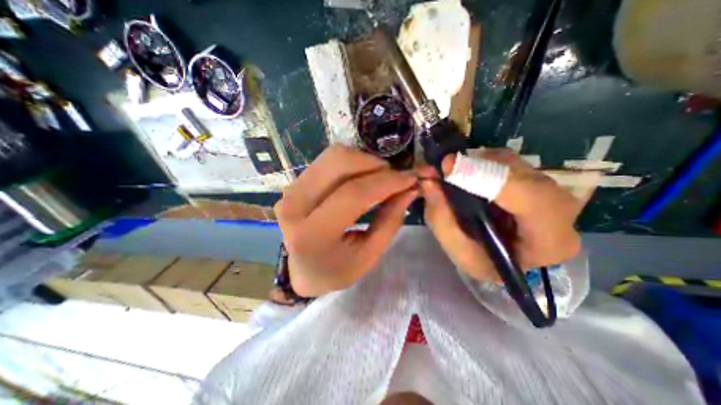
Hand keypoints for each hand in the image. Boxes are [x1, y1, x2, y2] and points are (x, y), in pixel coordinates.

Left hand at [275, 145, 416, 296]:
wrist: (301, 270)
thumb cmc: (335, 270)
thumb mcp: (368, 256)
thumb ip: (390, 221)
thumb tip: (409, 189)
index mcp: (313, 234)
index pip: (354, 194)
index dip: (387, 182)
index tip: (411, 178)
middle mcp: (295, 204)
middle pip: (339, 163)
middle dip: (375, 164)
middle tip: (394, 178)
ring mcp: (291, 189)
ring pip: (333, 156)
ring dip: (364, 161)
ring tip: (379, 178)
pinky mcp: (294, 182)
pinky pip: (327, 160)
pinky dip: (352, 163)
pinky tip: (362, 178)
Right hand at [418, 146, 578, 282]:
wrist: (512, 260)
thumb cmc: (488, 264)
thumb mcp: (461, 254)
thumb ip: (443, 221)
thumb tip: (428, 183)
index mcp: (550, 239)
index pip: (527, 197)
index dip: (485, 176)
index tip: (446, 167)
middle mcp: (561, 207)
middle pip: (516, 172)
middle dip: (474, 167)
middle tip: (440, 170)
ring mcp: (550, 186)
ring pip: (508, 161)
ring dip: (474, 164)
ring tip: (451, 176)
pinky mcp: (535, 175)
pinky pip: (503, 159)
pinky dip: (478, 162)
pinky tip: (466, 176)